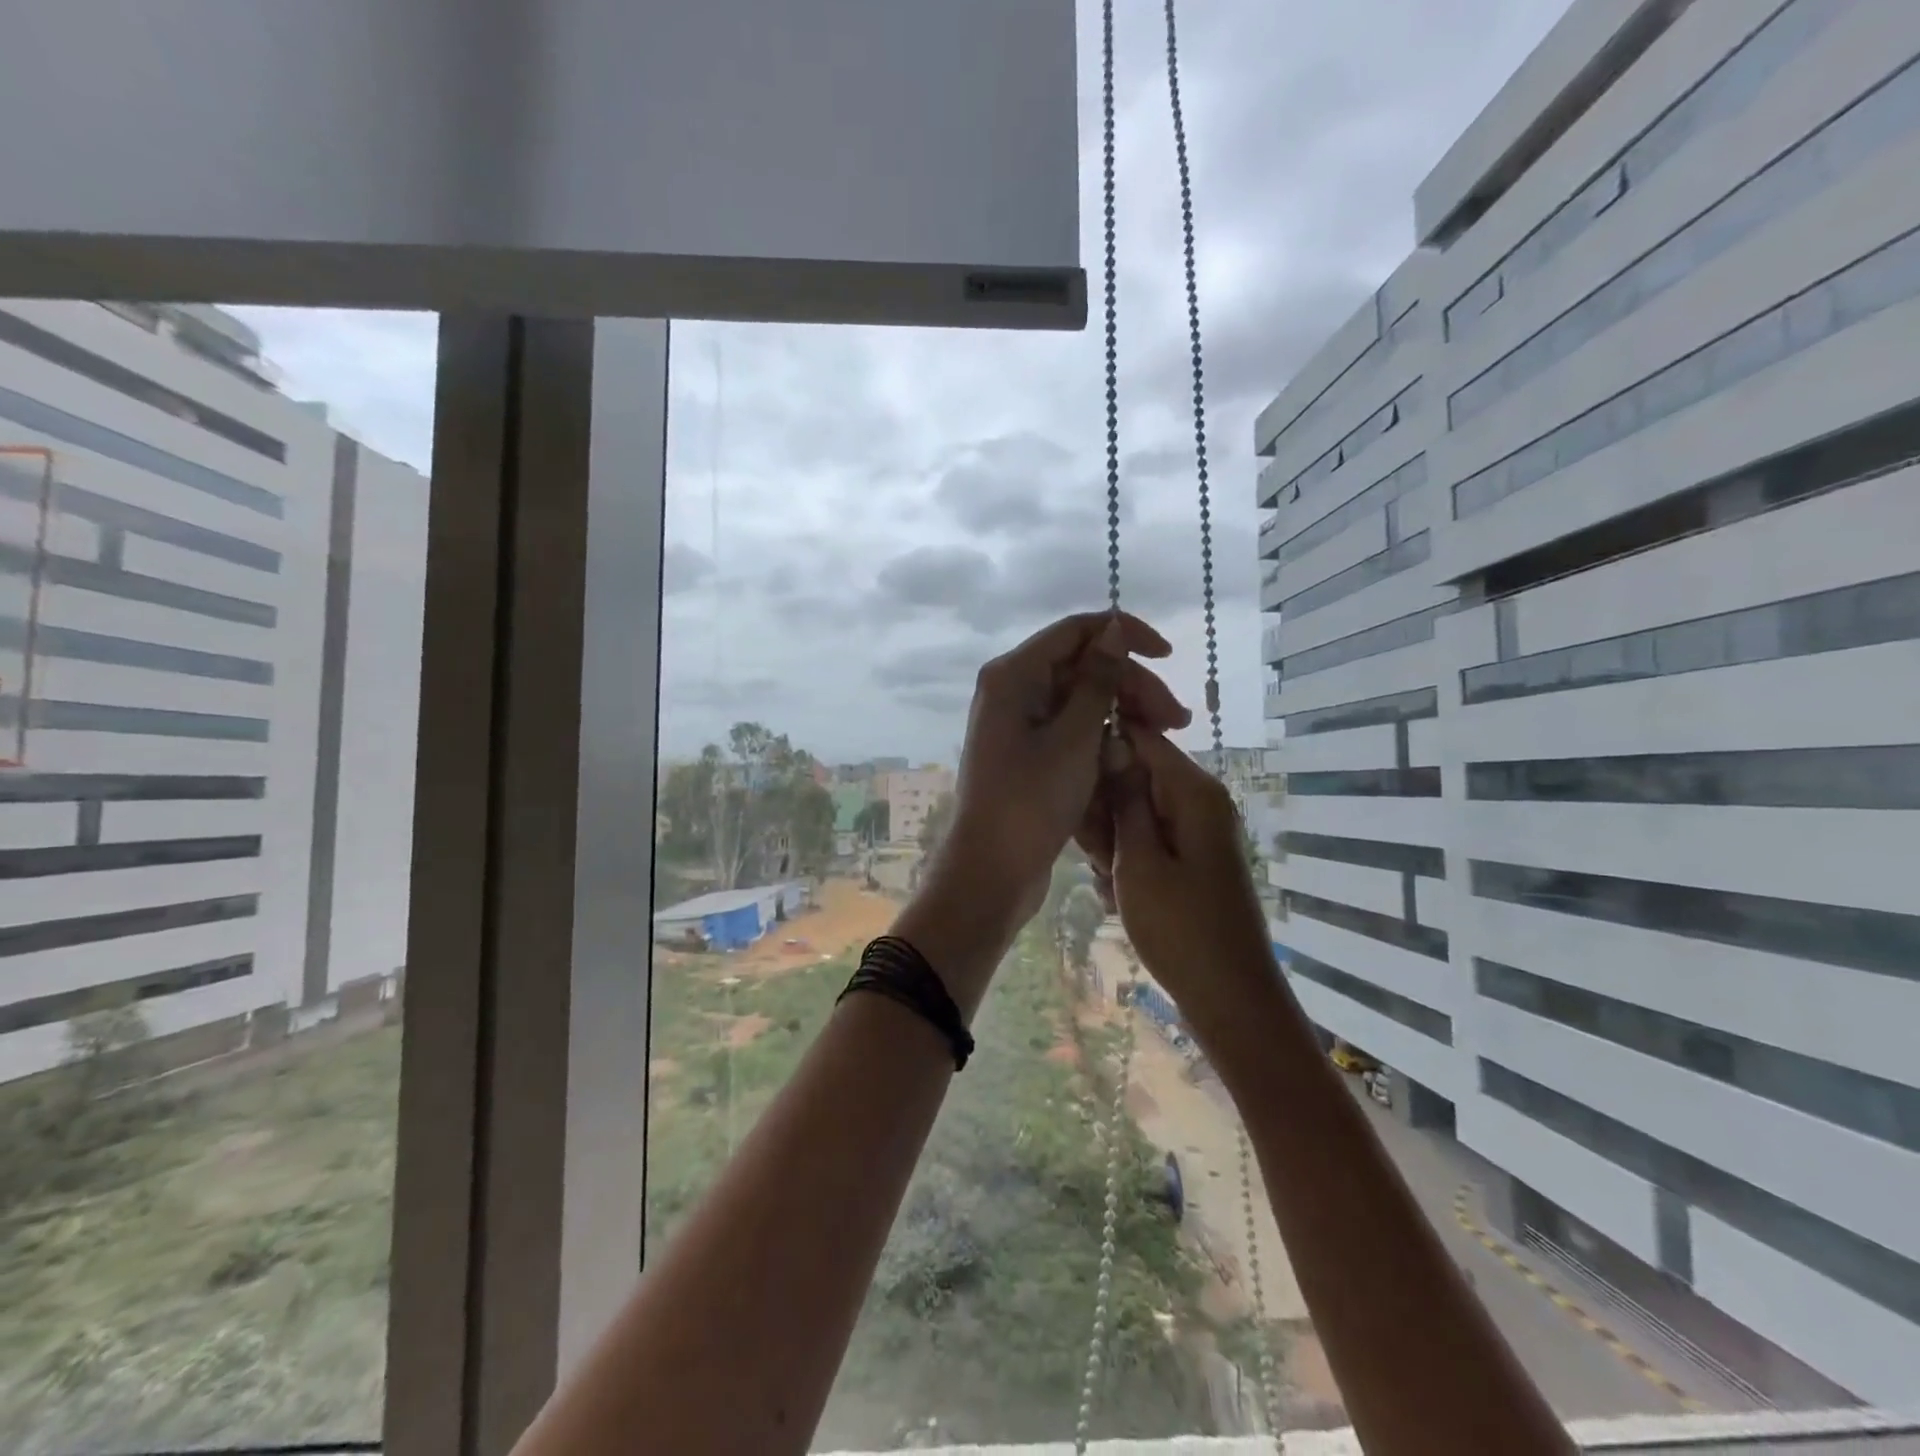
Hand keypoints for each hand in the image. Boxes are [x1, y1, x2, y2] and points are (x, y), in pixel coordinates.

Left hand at [938, 611, 1188, 927]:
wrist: (991, 871)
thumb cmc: (1031, 802)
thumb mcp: (1074, 738)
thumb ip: (1098, 680)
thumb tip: (1113, 628)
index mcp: (1013, 675)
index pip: (1076, 631)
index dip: (1124, 635)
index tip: (1167, 656)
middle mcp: (1012, 690)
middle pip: (1082, 667)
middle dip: (1131, 686)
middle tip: (1177, 720)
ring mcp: (1018, 723)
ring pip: (1080, 700)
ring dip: (1121, 713)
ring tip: (1164, 738)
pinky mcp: (1028, 753)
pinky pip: (1071, 729)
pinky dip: (1101, 737)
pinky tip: (1129, 756)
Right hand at [1085, 730, 1273, 1032]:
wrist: (1228, 998)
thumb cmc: (1180, 928)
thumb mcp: (1138, 861)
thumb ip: (1124, 799)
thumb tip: (1113, 740)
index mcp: (1193, 791)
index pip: (1141, 737)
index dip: (1101, 748)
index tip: (1069, 780)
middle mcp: (1198, 802)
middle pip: (1136, 776)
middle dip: (1104, 807)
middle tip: (1092, 851)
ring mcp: (1196, 832)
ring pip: (1135, 813)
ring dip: (1111, 840)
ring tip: (1106, 879)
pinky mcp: (1190, 860)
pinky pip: (1147, 841)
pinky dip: (1127, 863)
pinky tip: (1118, 895)